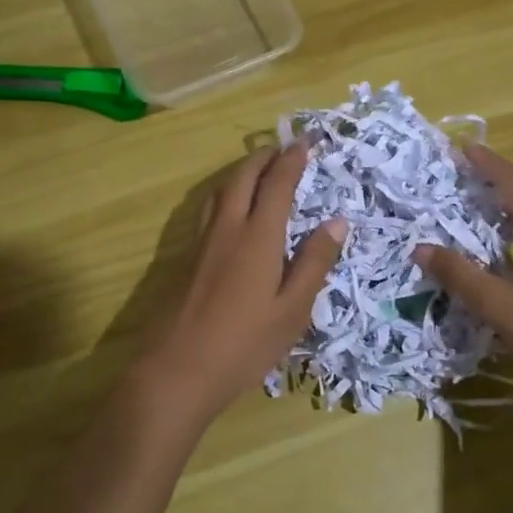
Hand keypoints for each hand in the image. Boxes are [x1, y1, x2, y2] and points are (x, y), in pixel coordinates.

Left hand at [137, 143, 346, 421]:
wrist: (176, 370)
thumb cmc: (244, 344)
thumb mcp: (292, 310)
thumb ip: (314, 263)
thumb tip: (336, 221)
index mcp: (258, 237)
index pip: (277, 184)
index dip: (292, 159)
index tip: (306, 142)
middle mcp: (227, 228)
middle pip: (243, 177)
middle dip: (264, 157)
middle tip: (283, 148)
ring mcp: (202, 242)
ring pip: (221, 190)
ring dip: (242, 172)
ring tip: (259, 170)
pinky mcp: (186, 257)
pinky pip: (209, 208)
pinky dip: (227, 193)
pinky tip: (231, 210)